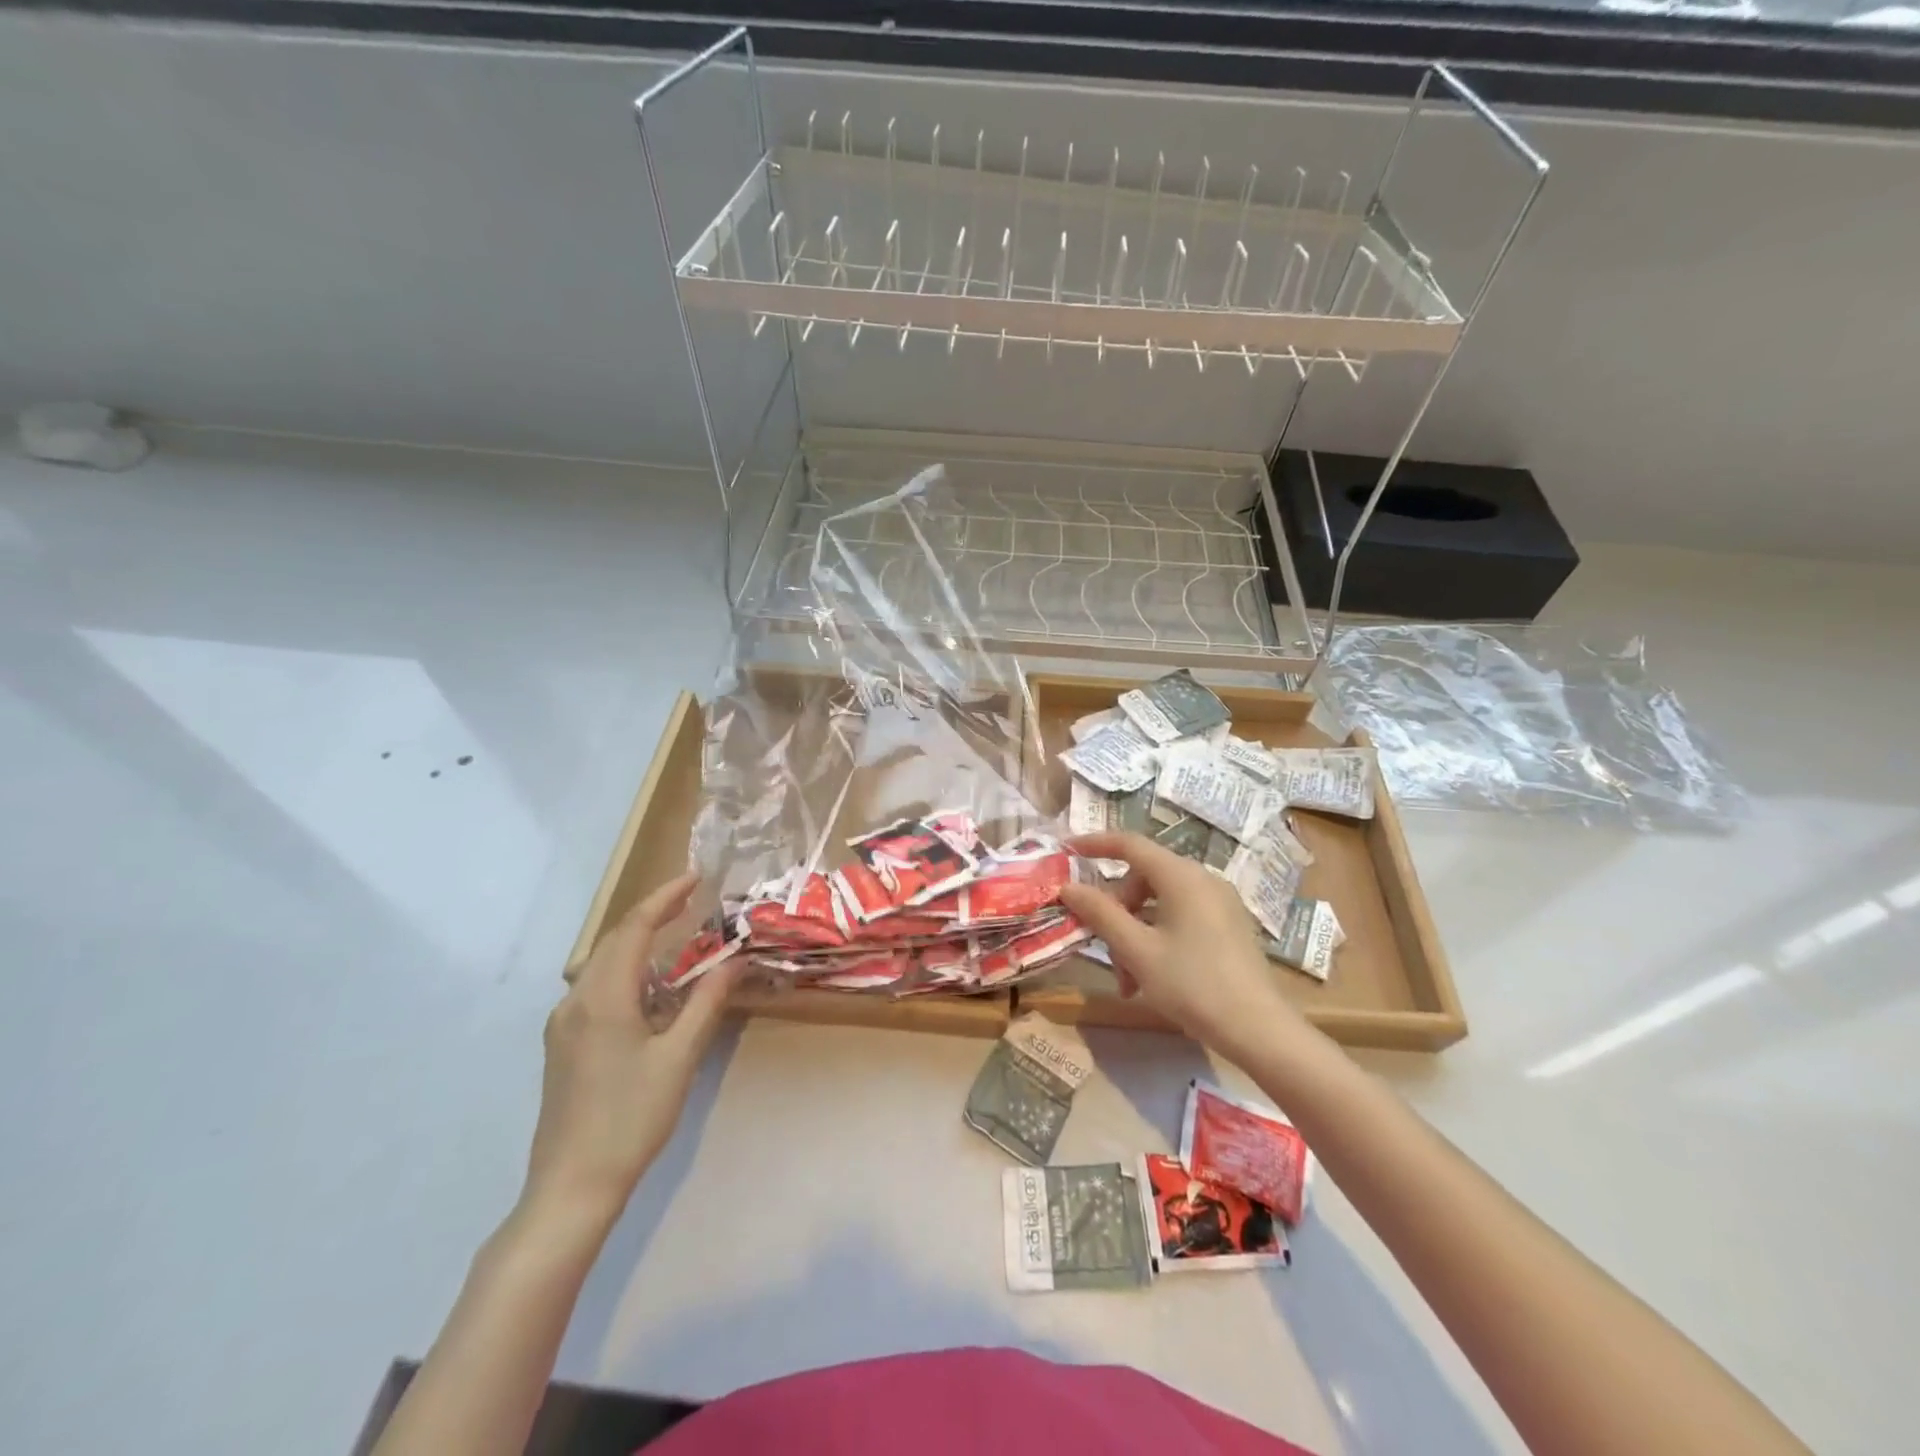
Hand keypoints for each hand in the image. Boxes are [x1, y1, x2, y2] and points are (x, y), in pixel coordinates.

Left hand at [524, 872, 738, 1226]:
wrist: (572, 1186)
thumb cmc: (631, 1118)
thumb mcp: (679, 1057)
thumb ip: (707, 1002)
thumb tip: (736, 960)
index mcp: (604, 997)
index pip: (634, 928)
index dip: (664, 898)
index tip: (695, 878)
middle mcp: (576, 1001)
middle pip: (614, 940)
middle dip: (652, 913)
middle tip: (692, 900)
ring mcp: (564, 1024)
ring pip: (601, 963)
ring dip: (637, 941)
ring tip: (675, 935)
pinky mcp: (563, 1044)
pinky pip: (595, 987)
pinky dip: (625, 969)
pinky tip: (649, 987)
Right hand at [1059, 832, 1306, 1058]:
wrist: (1260, 1030)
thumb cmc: (1193, 984)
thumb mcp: (1137, 950)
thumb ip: (1100, 913)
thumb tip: (1068, 886)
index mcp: (1181, 876)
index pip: (1129, 844)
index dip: (1094, 844)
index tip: (1066, 851)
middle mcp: (1202, 879)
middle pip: (1143, 879)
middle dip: (1116, 911)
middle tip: (1102, 948)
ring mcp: (1219, 902)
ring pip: (1160, 903)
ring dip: (1134, 934)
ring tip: (1127, 981)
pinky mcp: (1228, 925)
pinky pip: (1181, 917)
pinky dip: (1158, 938)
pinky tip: (1151, 978)